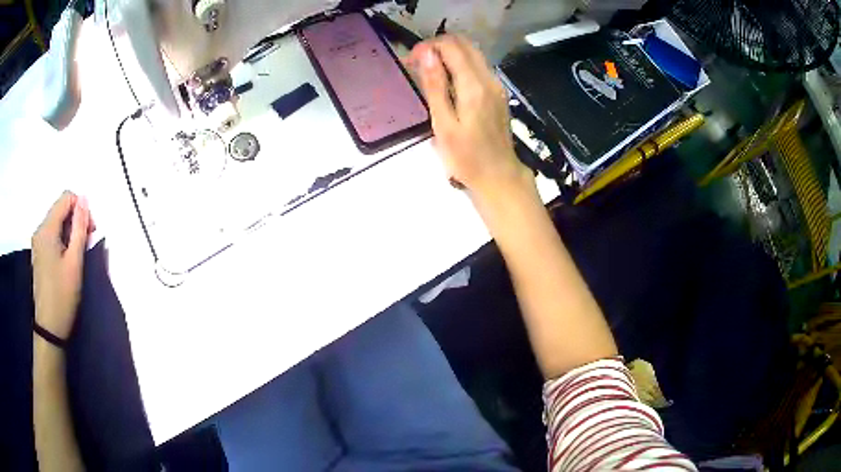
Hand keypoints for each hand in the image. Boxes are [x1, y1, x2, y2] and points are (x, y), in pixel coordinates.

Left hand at [31, 191, 93, 340]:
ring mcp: (37, 243)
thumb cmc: (62, 295)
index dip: (81, 208)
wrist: (49, 328)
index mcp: (47, 229)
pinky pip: (52, 235)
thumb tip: (84, 199)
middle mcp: (39, 230)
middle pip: (60, 209)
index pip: (66, 198)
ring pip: (57, 222)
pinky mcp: (38, 254)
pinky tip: (68, 259)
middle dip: (76, 220)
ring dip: (70, 231)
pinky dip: (63, 240)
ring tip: (78, 254)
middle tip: (87, 244)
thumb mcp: (75, 262)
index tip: (90, 231)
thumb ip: (80, 228)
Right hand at [407, 35, 534, 199]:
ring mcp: (496, 84)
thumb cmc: (466, 157)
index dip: (428, 46)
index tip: (410, 61)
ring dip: (448, 53)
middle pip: (464, 44)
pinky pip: (478, 66)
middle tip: (417, 63)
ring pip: (472, 52)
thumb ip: (435, 86)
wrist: (499, 175)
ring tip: (428, 72)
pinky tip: (447, 82)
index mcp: (474, 85)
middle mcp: (488, 78)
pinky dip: (459, 64)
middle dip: (437, 46)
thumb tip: (426, 53)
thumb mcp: (444, 124)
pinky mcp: (498, 92)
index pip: (451, 46)